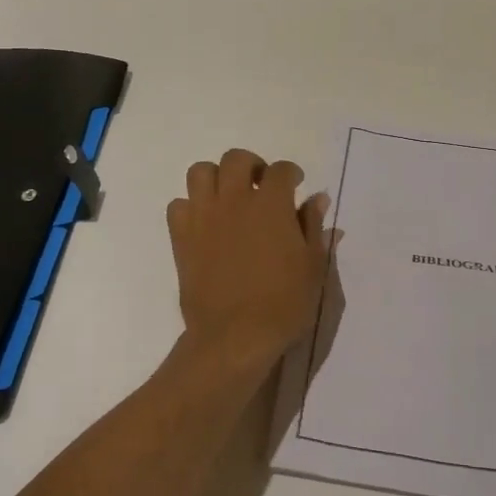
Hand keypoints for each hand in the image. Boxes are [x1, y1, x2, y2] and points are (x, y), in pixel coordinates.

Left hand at [166, 149, 329, 380]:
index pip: (281, 170)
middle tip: (259, 185)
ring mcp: (204, 216)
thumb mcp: (313, 266)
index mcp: (271, 205)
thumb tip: (317, 199)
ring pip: (200, 172)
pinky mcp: (181, 237)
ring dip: (216, 178)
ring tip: (228, 197)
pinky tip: (204, 223)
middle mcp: (234, 200)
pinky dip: (190, 207)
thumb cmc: (283, 303)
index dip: (291, 173)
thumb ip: (313, 227)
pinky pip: (178, 206)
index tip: (295, 184)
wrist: (235, 336)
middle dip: (251, 165)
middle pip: (236, 159)